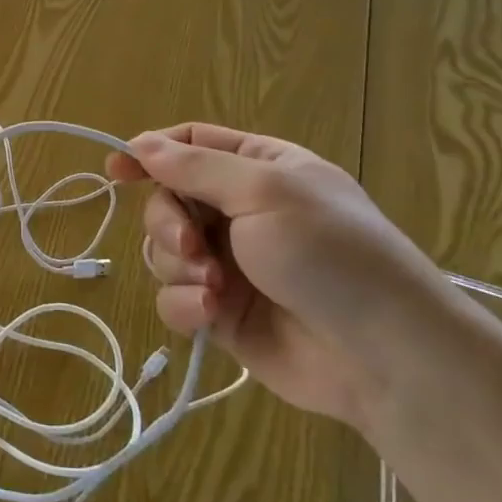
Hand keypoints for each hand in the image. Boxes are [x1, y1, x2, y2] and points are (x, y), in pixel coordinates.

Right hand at [105, 124, 452, 429]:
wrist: (385, 356)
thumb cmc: (330, 253)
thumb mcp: (265, 192)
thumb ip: (195, 167)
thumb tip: (140, 144)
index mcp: (258, 169)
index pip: (190, 145)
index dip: (149, 153)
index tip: (116, 171)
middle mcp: (240, 212)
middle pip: (168, 200)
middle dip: (168, 223)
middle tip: (191, 245)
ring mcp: (230, 264)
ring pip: (164, 251)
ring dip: (178, 267)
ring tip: (214, 287)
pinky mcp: (222, 313)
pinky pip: (175, 297)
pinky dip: (184, 304)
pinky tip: (209, 314)